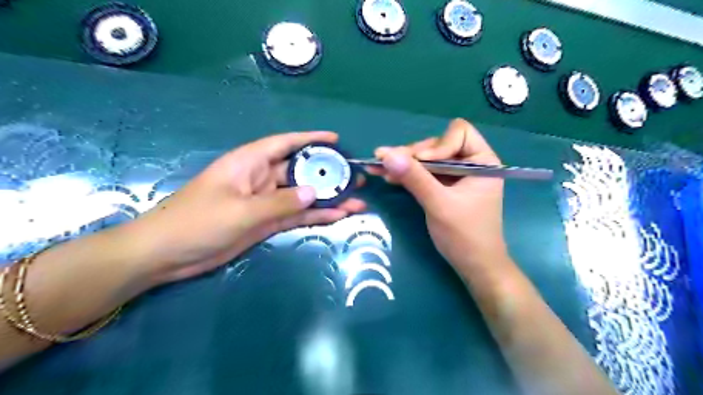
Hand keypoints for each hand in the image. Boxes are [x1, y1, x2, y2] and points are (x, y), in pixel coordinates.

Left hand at [121, 131, 361, 282]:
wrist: (167, 255)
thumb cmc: (198, 222)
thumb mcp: (241, 211)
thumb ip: (280, 202)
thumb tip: (314, 192)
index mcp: (249, 163)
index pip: (285, 143)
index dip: (311, 139)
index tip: (336, 139)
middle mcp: (260, 178)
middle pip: (300, 171)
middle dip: (328, 173)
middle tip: (355, 178)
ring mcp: (265, 202)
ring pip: (302, 196)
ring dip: (327, 198)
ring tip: (356, 201)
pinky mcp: (266, 222)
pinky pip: (296, 215)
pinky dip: (315, 215)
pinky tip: (337, 216)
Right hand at [373, 119, 505, 268]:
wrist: (474, 266)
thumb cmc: (465, 235)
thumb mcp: (439, 204)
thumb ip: (414, 178)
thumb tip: (386, 154)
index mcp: (482, 161)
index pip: (458, 133)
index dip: (437, 146)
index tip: (420, 164)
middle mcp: (470, 163)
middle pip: (437, 145)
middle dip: (412, 155)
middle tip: (385, 161)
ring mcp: (456, 175)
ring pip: (427, 159)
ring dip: (404, 164)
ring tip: (378, 167)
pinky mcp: (444, 187)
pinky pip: (424, 173)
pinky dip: (407, 174)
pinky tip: (388, 176)